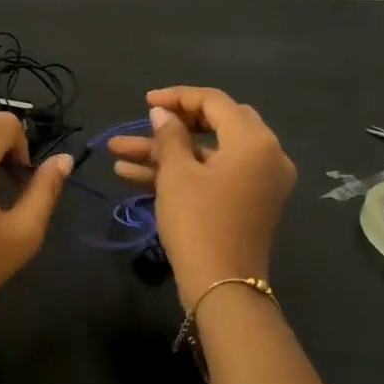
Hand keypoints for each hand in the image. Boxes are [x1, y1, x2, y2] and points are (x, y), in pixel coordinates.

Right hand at [107, 87, 295, 309]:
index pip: (215, 102)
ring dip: (165, 152)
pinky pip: (213, 175)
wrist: (221, 287)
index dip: (177, 97)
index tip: (145, 101)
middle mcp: (265, 155)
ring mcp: (258, 181)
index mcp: (254, 141)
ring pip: (207, 153)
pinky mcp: (246, 202)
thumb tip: (162, 114)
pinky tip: (132, 174)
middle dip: (174, 124)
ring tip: (118, 152)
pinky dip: (180, 172)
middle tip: (144, 122)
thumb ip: (169, 136)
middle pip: (216, 124)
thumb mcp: (176, 175)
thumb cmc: (198, 222)